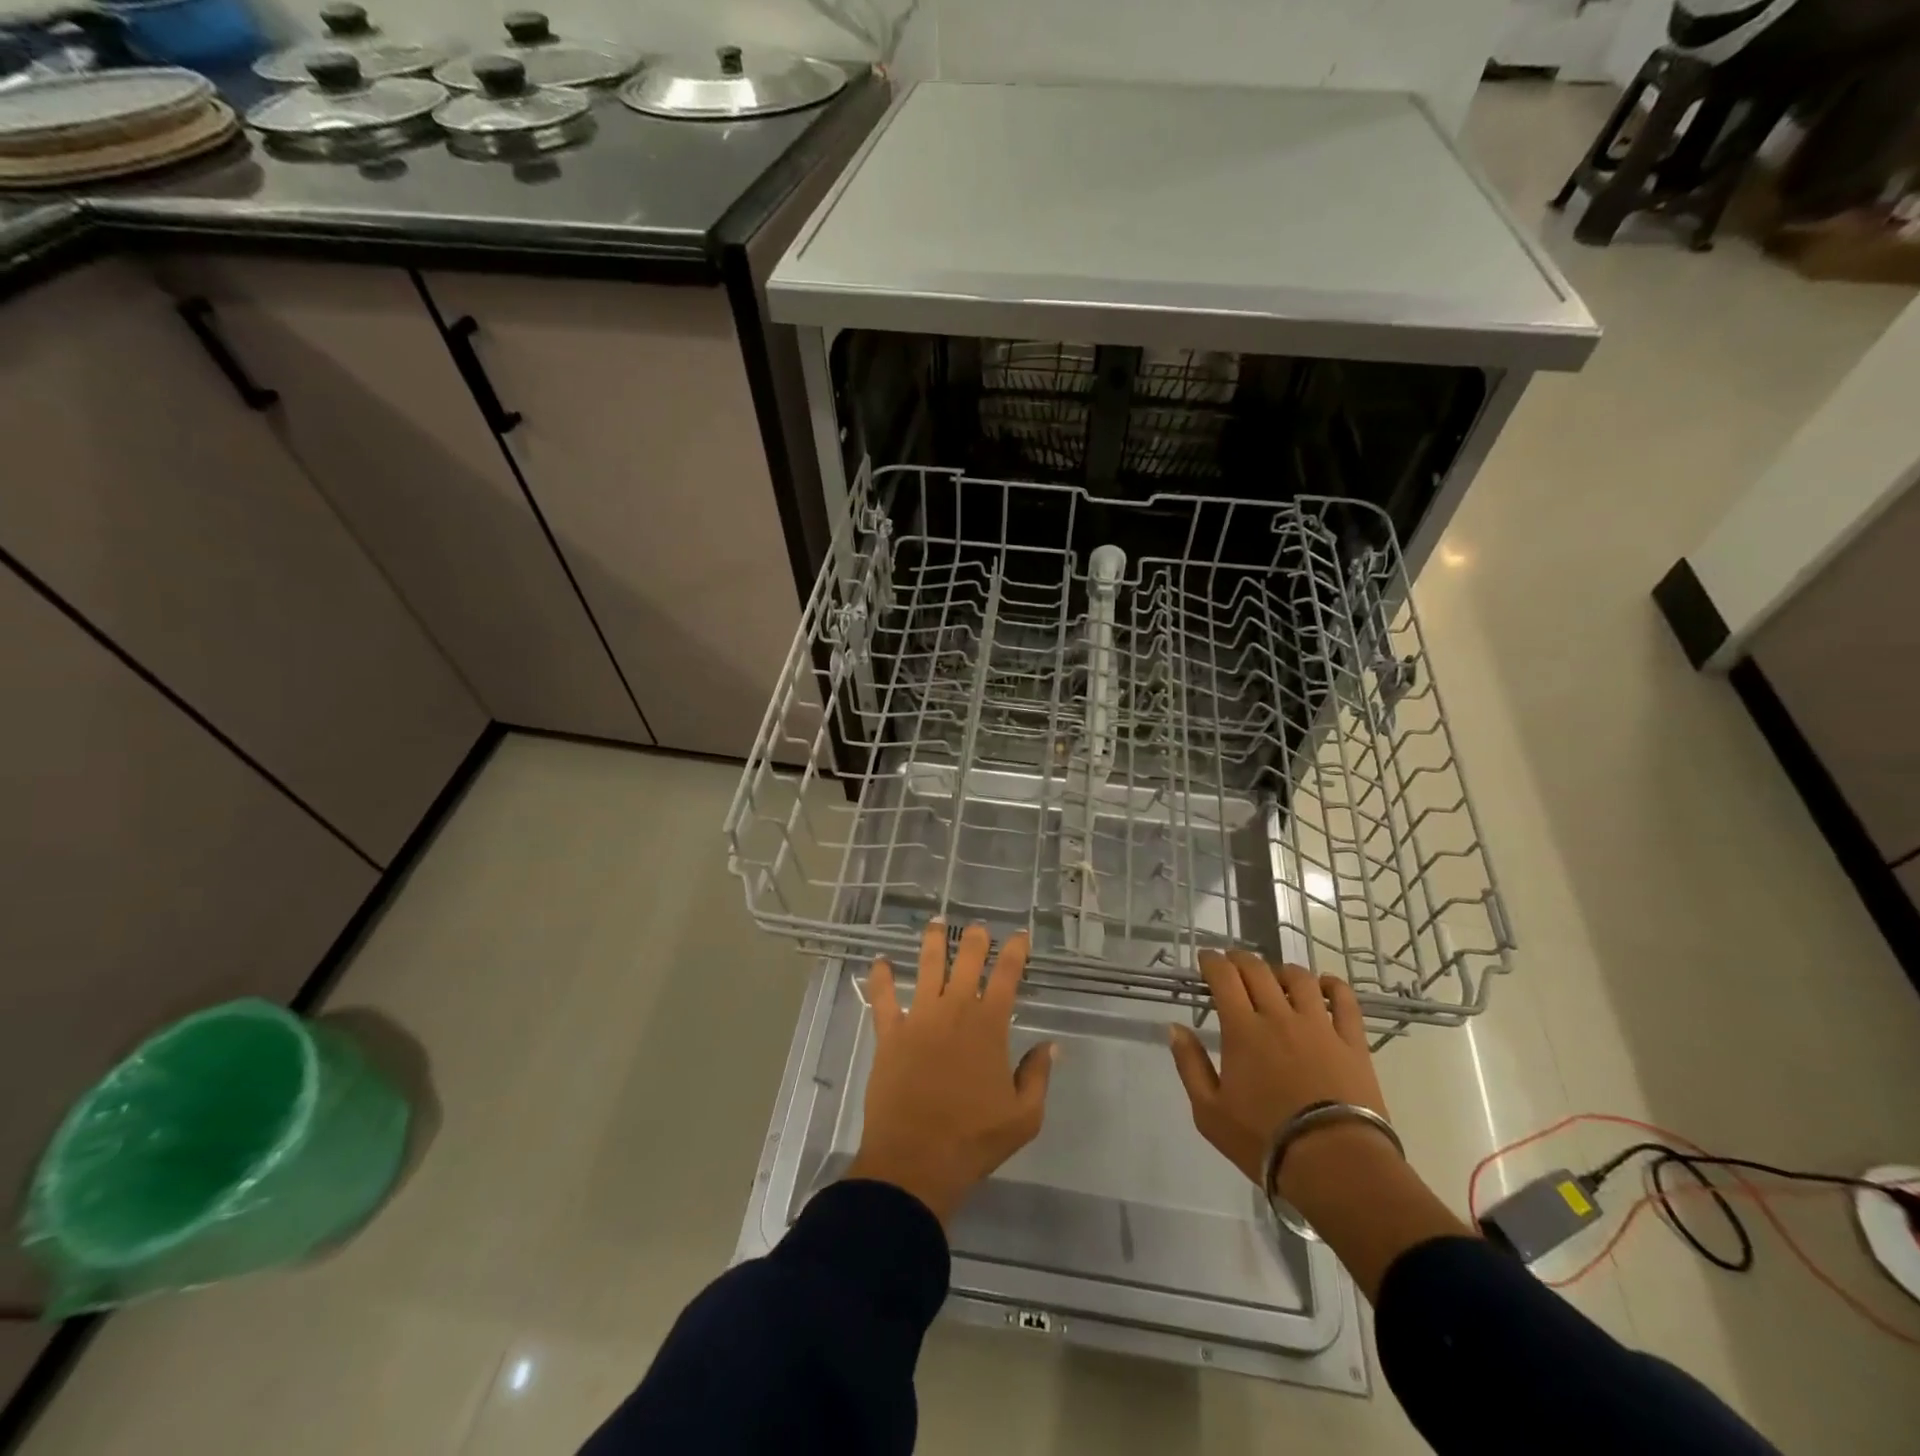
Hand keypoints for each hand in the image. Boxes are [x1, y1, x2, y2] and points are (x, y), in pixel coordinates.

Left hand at [845, 922, 1056, 1225]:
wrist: (916, 1160)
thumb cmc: (974, 1139)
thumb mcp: (1024, 1117)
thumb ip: (1037, 1076)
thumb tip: (1050, 1046)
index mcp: (989, 1026)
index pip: (1006, 976)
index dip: (1015, 951)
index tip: (1020, 935)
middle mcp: (954, 1011)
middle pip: (967, 961)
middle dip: (976, 939)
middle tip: (979, 927)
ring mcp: (918, 1018)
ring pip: (927, 967)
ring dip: (933, 942)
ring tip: (937, 922)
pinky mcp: (889, 1034)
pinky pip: (883, 998)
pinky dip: (881, 977)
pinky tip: (880, 961)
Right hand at [1168, 949, 1389, 1195]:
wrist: (1335, 1165)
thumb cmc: (1264, 1141)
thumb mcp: (1209, 1112)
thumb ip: (1190, 1065)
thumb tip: (1175, 1027)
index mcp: (1242, 1029)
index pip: (1223, 976)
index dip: (1212, 961)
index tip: (1205, 958)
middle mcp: (1278, 1016)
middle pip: (1258, 970)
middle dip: (1240, 959)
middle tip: (1232, 963)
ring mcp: (1319, 1026)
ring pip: (1299, 978)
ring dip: (1281, 970)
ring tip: (1274, 976)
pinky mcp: (1352, 1042)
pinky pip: (1345, 1000)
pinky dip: (1332, 985)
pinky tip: (1324, 985)